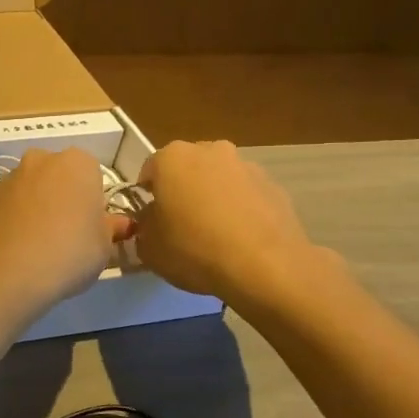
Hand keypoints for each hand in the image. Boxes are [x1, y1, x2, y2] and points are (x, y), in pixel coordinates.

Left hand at [0, 149, 132, 316]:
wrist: (7, 271)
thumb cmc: (69, 252)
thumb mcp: (104, 246)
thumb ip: (111, 229)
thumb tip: (119, 224)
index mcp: (78, 162)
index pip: (93, 176)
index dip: (94, 203)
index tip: (91, 227)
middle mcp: (42, 159)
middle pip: (60, 177)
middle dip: (64, 198)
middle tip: (68, 234)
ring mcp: (11, 176)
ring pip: (33, 189)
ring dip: (39, 206)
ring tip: (41, 243)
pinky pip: (12, 204)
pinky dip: (17, 218)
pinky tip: (19, 246)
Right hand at [133, 141, 334, 305]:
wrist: (265, 266)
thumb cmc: (194, 249)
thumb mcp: (149, 248)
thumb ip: (144, 227)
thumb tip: (152, 221)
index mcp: (172, 158)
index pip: (149, 171)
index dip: (146, 197)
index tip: (150, 220)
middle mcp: (210, 151)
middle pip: (187, 169)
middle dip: (182, 190)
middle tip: (181, 224)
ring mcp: (246, 166)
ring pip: (219, 179)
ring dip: (213, 198)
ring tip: (214, 235)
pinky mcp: (274, 186)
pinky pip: (246, 195)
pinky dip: (240, 210)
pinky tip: (240, 240)